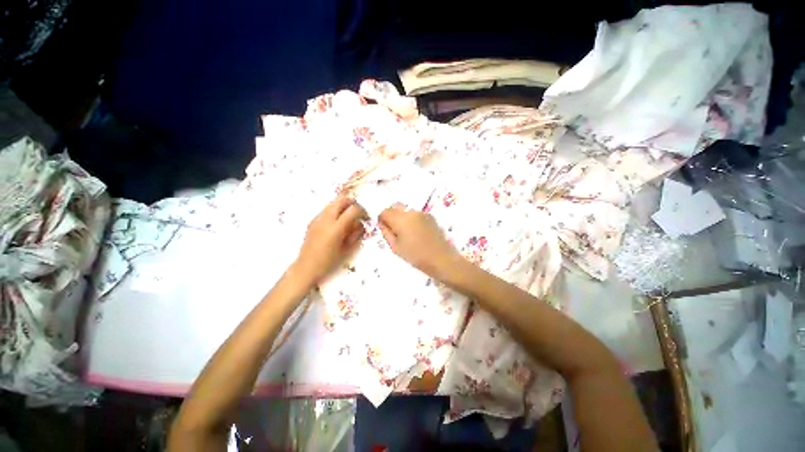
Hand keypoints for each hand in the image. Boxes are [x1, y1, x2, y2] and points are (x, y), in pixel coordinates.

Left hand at [294, 197, 366, 284]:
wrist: (306, 267)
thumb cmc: (329, 261)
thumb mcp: (347, 248)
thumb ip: (355, 234)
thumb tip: (361, 224)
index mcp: (336, 228)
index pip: (353, 210)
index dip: (362, 211)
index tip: (365, 217)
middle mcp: (326, 219)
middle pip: (341, 200)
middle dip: (352, 203)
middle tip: (358, 212)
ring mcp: (317, 218)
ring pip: (333, 202)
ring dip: (343, 206)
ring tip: (348, 217)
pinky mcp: (312, 221)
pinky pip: (326, 210)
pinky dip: (334, 211)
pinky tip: (336, 222)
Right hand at [378, 206, 461, 277]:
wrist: (442, 259)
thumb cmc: (416, 256)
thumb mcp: (395, 248)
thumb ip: (386, 233)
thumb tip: (383, 224)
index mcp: (401, 219)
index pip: (385, 211)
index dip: (382, 220)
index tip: (385, 230)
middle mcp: (411, 212)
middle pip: (395, 207)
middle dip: (392, 217)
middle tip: (395, 232)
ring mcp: (422, 213)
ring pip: (406, 211)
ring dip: (402, 218)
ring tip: (408, 235)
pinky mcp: (430, 217)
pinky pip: (415, 215)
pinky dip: (412, 220)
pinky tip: (417, 234)